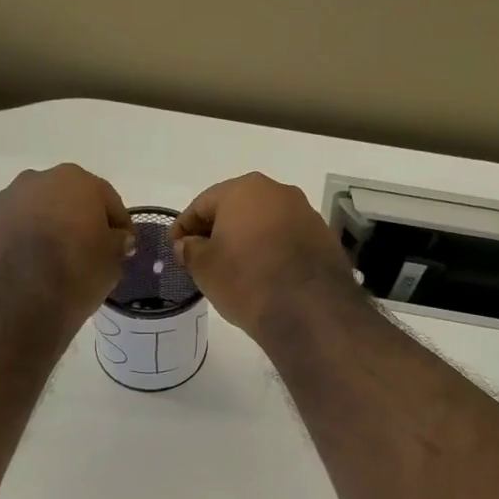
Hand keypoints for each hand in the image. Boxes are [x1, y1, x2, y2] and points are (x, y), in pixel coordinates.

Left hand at [0, 165, 133, 334]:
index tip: (123, 247)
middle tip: (84, 252)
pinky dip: (13, 246)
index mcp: (75, 181)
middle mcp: (34, 181)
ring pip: (29, 213)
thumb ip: (117, 242)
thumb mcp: (112, 262)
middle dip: (74, 221)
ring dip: (40, 230)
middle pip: (63, 199)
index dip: (118, 224)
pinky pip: (3, 233)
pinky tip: (20, 273)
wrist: (15, 307)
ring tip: (47, 265)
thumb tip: (115, 238)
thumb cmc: (75, 276)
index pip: (106, 199)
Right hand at [171, 173, 356, 342]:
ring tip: (234, 266)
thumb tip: (187, 244)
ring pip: (265, 222)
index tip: (174, 246)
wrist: (308, 309)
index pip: (203, 204)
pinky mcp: (324, 238)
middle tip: (202, 255)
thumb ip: (190, 250)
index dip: (184, 226)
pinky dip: (271, 251)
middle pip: (237, 208)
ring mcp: (306, 213)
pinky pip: (287, 239)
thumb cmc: (246, 279)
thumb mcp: (204, 267)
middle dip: (218, 229)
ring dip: (247, 239)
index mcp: (244, 190)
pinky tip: (263, 273)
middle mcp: (278, 192)